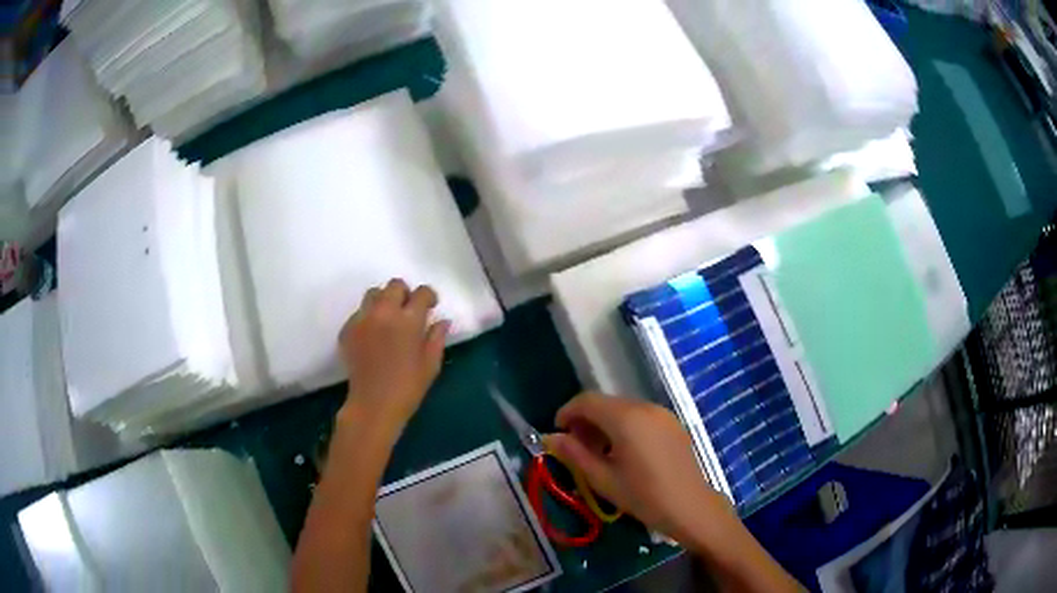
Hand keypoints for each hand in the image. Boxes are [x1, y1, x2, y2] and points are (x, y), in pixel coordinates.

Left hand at [337, 278, 449, 434]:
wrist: (373, 405)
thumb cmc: (408, 387)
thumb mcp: (431, 364)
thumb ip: (437, 338)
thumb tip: (442, 321)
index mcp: (409, 320)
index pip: (421, 293)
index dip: (429, 297)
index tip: (430, 307)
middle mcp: (384, 312)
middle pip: (394, 286)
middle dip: (405, 294)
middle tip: (409, 311)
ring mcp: (362, 319)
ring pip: (373, 294)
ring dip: (384, 301)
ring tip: (388, 319)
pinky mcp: (347, 329)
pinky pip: (360, 312)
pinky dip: (369, 317)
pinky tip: (373, 335)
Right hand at [546, 394, 736, 546]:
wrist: (691, 506)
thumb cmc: (643, 496)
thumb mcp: (603, 479)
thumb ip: (574, 454)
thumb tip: (551, 438)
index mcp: (625, 418)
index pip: (587, 401)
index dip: (567, 412)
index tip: (557, 433)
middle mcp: (644, 407)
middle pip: (606, 402)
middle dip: (585, 419)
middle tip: (575, 447)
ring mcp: (662, 413)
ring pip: (623, 408)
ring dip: (605, 422)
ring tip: (598, 452)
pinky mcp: (673, 423)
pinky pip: (640, 415)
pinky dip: (624, 425)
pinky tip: (623, 451)